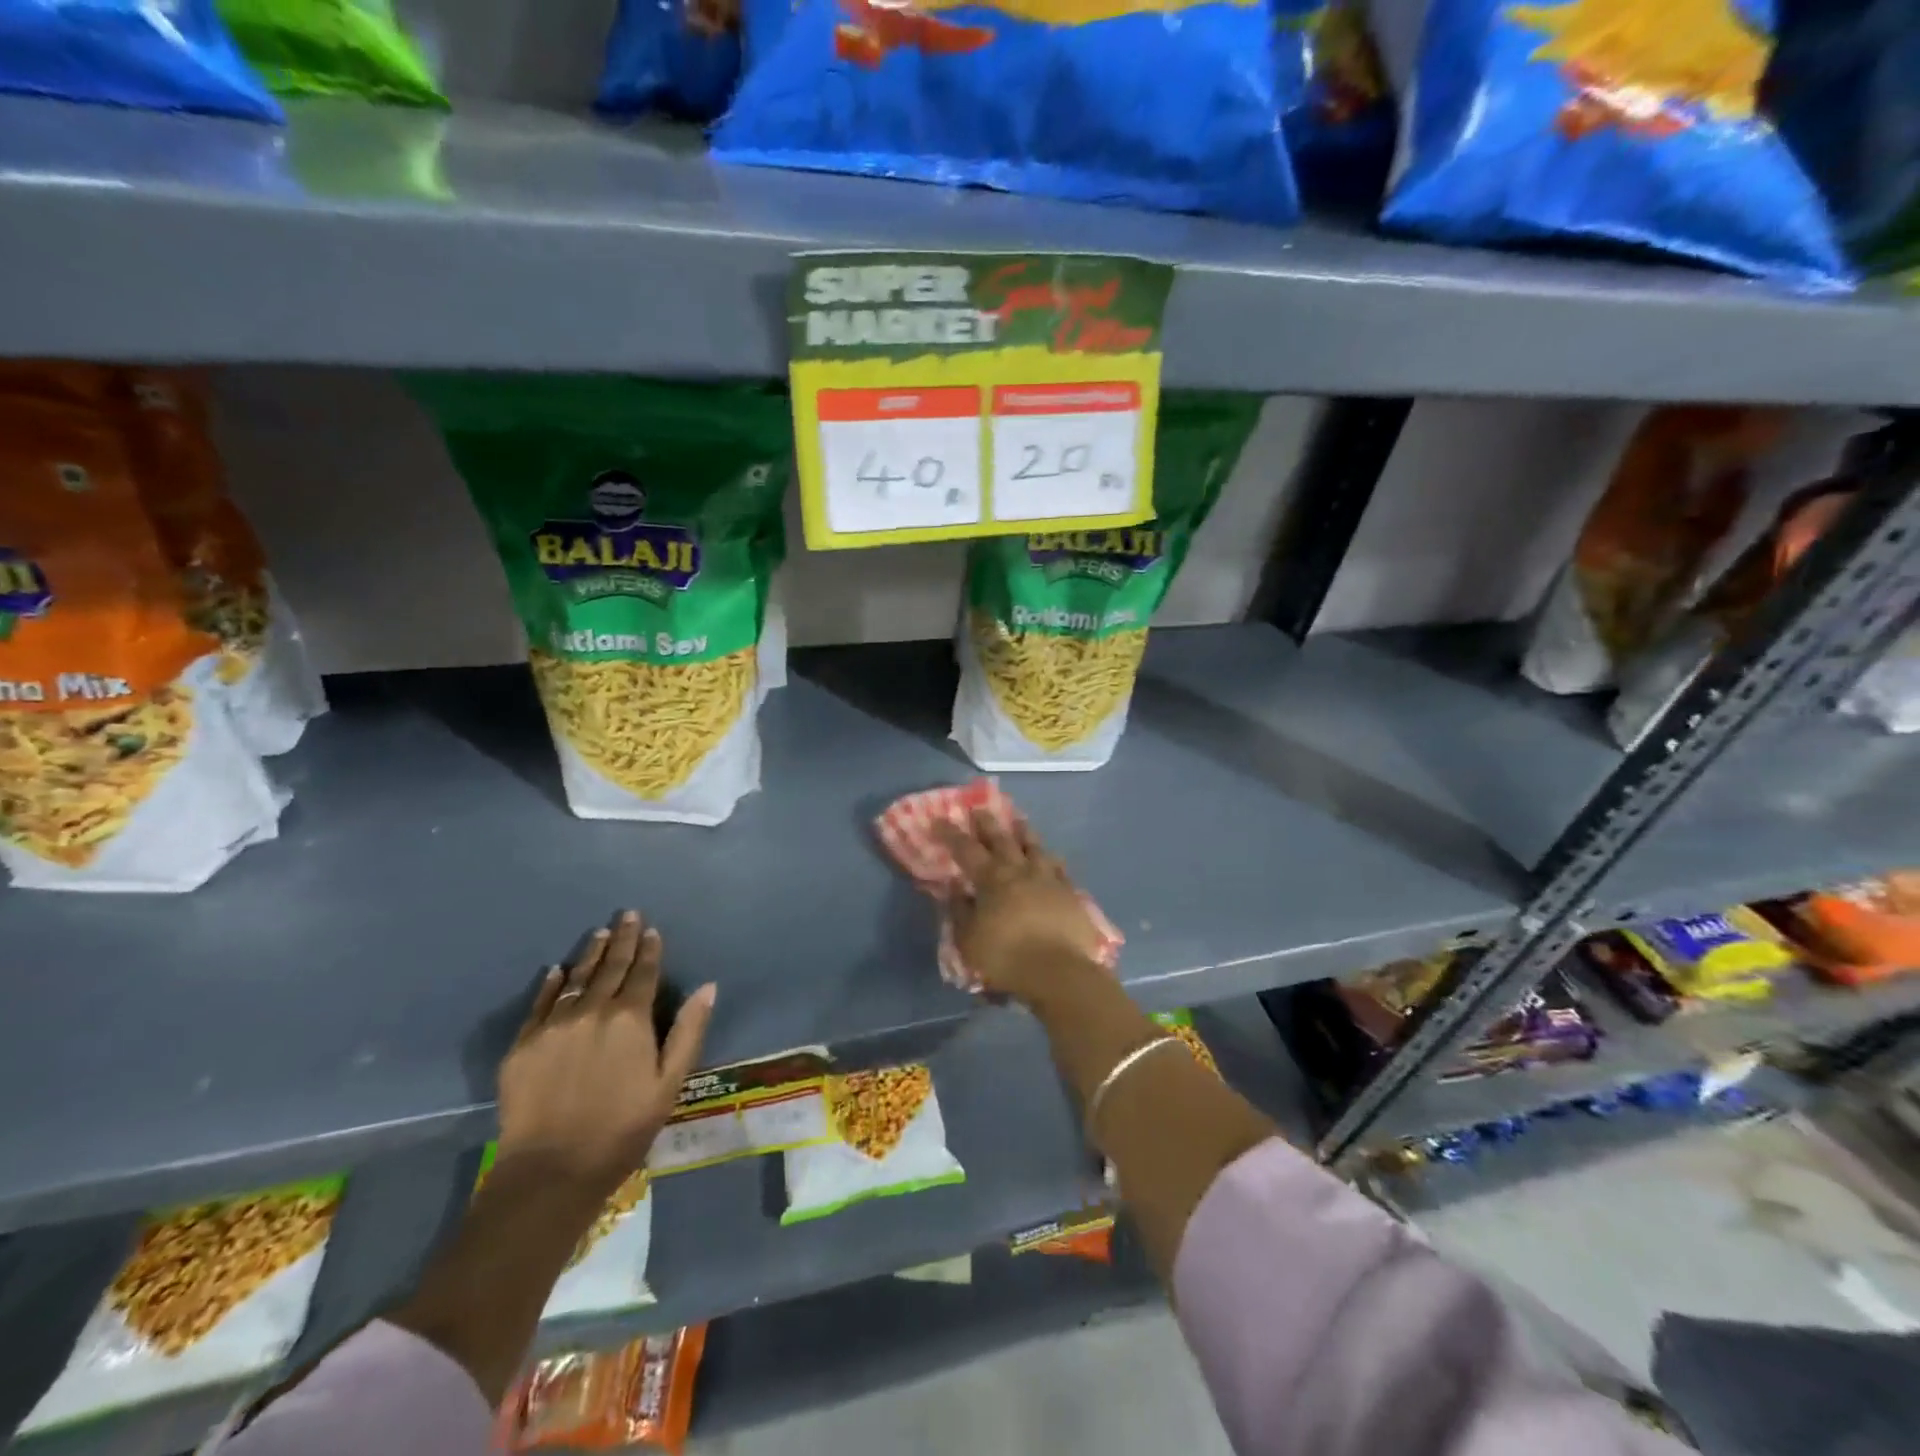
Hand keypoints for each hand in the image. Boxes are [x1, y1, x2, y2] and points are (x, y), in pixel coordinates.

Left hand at [496, 911, 714, 1197]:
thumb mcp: (669, 1083)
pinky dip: (551, 985)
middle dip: (622, 940)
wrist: (551, 1170)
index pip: (643, 973)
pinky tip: (556, 971)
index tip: (651, 929)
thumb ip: (688, 1031)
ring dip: (590, 954)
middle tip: (627, 914)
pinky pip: (540, 1004)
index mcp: (630, 1019)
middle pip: (610, 967)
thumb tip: (708, 987)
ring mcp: (553, 1026)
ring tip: (599, 933)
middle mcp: (592, 1011)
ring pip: (576, 979)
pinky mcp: (523, 1045)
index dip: (649, 950)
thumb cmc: (622, 1128)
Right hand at [933, 811, 1107, 1004]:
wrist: (1060, 972)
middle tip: (979, 809)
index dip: (951, 834)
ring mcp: (1048, 878)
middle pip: (1001, 839)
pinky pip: (1059, 868)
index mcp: (991, 879)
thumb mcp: (969, 940)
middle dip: (987, 824)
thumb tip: (954, 888)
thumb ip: (960, 911)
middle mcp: (1019, 870)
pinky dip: (1052, 860)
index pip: (966, 850)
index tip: (940, 820)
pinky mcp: (1070, 893)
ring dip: (1024, 831)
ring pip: (1034, 846)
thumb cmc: (1006, 958)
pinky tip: (1052, 857)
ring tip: (1019, 819)